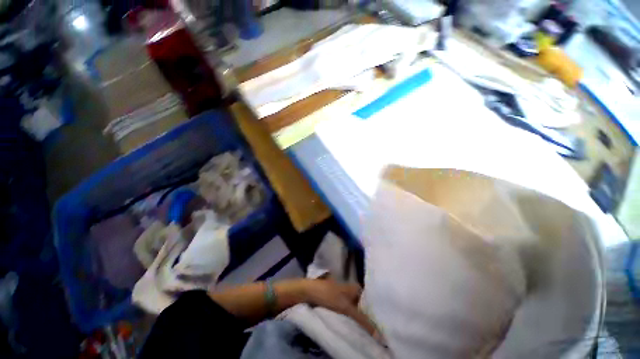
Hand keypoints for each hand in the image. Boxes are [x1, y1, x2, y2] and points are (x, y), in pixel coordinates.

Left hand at [300, 279, 376, 335]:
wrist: (309, 293)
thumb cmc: (328, 296)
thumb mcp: (346, 308)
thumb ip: (362, 320)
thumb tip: (379, 335)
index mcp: (355, 288)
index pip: (370, 300)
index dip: (375, 312)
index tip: (381, 326)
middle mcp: (351, 291)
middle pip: (363, 307)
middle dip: (368, 318)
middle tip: (375, 332)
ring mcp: (343, 297)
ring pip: (355, 311)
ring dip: (359, 320)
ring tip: (367, 333)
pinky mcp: (336, 303)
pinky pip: (347, 313)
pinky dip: (351, 320)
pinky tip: (354, 329)